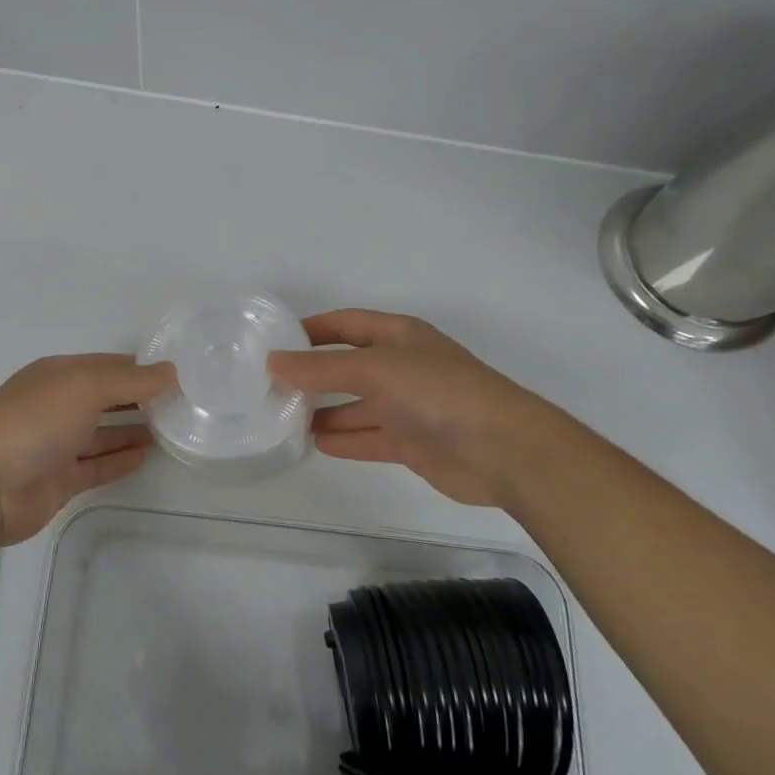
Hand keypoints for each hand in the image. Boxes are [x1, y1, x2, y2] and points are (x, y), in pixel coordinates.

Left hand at [0, 354, 175, 544]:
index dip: (141, 369)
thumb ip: (130, 380)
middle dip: (140, 399)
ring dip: (134, 429)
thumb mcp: (85, 386)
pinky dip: (120, 460)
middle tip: (183, 405)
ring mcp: (58, 444)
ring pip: (103, 433)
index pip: (108, 366)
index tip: (179, 376)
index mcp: (59, 374)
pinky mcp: (60, 480)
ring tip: (173, 430)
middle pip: (106, 398)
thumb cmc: (34, 422)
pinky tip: (146, 456)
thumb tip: (170, 371)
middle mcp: (58, 405)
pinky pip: (97, 466)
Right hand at [268, 309, 568, 507]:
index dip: (312, 330)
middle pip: (348, 366)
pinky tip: (316, 443)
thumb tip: (273, 361)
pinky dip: (344, 439)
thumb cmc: (437, 392)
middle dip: (313, 374)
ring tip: (284, 418)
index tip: (275, 341)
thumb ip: (321, 368)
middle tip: (272, 385)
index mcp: (398, 336)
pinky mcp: (413, 442)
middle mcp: (402, 367)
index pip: (346, 324)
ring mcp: (408, 406)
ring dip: (324, 410)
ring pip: (357, 405)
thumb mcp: (374, 369)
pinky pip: (369, 437)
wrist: (502, 450)